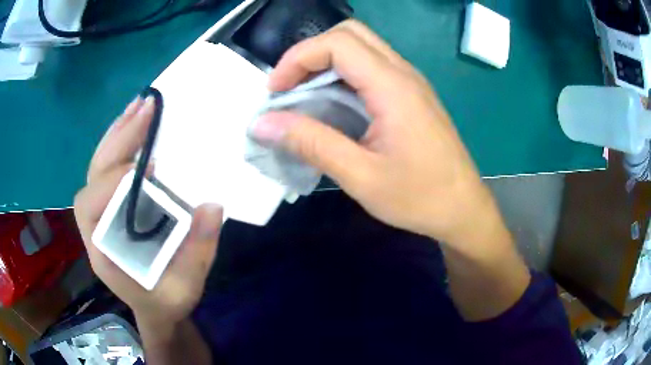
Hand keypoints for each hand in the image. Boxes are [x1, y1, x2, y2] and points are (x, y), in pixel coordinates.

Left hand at [74, 97, 222, 325]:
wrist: (155, 307)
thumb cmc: (165, 300)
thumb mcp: (185, 287)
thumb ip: (197, 252)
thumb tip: (212, 206)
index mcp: (102, 249)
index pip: (91, 205)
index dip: (113, 181)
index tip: (149, 166)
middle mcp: (94, 224)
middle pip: (94, 173)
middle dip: (119, 139)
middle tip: (147, 108)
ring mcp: (101, 211)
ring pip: (99, 164)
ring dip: (118, 132)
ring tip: (140, 105)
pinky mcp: (112, 203)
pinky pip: (109, 167)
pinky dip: (121, 142)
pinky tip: (135, 123)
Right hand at [251, 20, 500, 247]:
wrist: (463, 209)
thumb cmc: (419, 197)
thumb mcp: (360, 176)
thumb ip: (311, 143)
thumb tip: (263, 123)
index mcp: (393, 87)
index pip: (337, 43)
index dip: (298, 57)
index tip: (276, 91)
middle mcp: (403, 73)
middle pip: (350, 34)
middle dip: (311, 53)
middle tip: (289, 87)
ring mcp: (410, 82)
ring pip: (362, 47)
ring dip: (326, 62)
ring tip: (304, 96)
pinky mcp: (412, 95)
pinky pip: (372, 67)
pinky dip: (343, 75)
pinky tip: (333, 104)